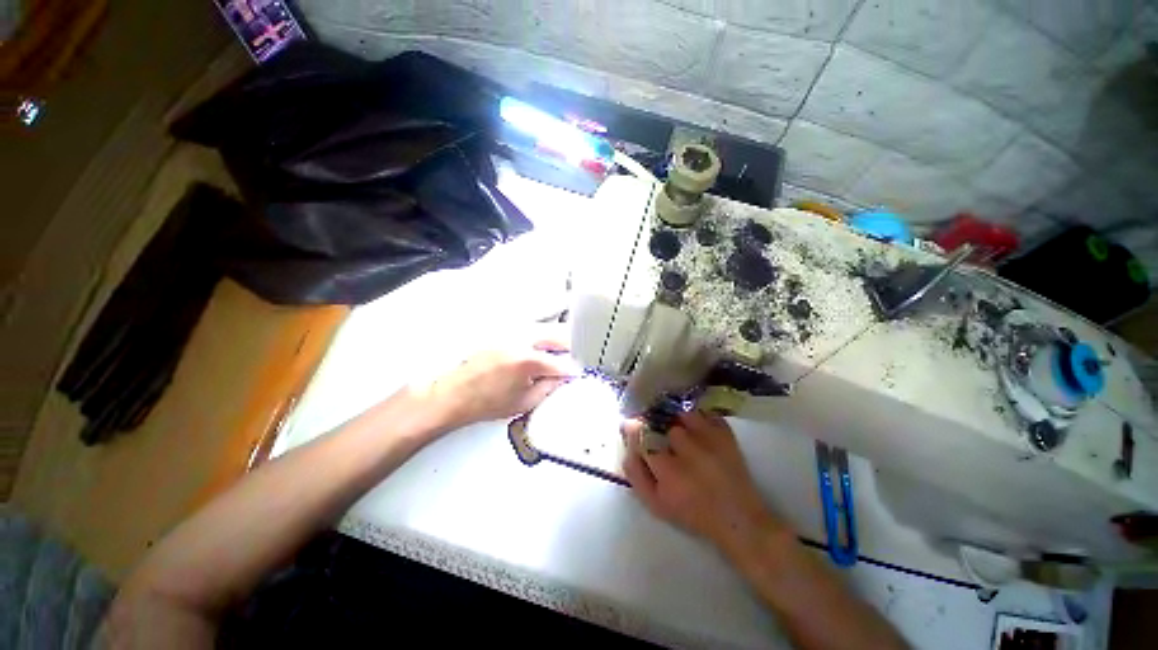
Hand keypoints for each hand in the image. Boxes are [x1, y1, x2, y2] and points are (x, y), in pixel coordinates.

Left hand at [423, 336, 581, 429]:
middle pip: (560, 334)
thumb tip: (564, 379)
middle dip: (572, 348)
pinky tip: (545, 349)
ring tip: (561, 356)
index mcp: (526, 360)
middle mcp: (521, 340)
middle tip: (573, 361)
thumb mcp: (525, 402)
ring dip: (560, 340)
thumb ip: (551, 389)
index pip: (562, 362)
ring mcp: (512, 332)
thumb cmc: (483, 401)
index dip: (574, 371)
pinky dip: (545, 337)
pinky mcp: (506, 331)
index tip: (578, 374)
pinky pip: (535, 329)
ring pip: (548, 328)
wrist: (456, 394)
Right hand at [622, 411, 786, 560]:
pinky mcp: (727, 435)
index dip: (634, 428)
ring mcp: (711, 440)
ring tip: (684, 434)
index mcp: (668, 471)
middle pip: (664, 425)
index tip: (631, 425)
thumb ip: (635, 473)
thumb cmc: (691, 513)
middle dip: (660, 430)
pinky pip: (706, 414)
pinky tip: (700, 431)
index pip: (643, 435)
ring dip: (680, 422)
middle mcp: (689, 451)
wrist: (738, 519)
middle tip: (664, 439)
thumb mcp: (655, 503)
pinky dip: (701, 419)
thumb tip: (626, 444)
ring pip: (684, 415)